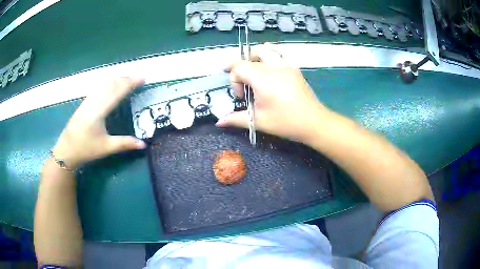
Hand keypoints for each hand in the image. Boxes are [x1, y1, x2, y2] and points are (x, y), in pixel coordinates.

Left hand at [52, 78, 145, 168]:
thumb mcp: (106, 147)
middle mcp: (93, 101)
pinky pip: (98, 88)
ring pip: (104, 84)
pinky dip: (109, 84)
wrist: (66, 151)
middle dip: (126, 79)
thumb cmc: (85, 149)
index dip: (131, 83)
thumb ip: (125, 144)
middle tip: (139, 79)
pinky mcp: (84, 103)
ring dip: (117, 80)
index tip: (143, 78)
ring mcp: (87, 101)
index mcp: (99, 110)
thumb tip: (143, 144)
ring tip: (128, 80)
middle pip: (111, 84)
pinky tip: (111, 86)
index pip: (117, 91)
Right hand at [216, 44, 327, 141]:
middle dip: (242, 67)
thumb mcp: (258, 121)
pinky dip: (269, 56)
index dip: (233, 79)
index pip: (238, 66)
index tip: (241, 96)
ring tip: (256, 73)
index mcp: (262, 78)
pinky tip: (270, 71)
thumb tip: (219, 122)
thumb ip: (236, 119)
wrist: (313, 122)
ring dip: (255, 58)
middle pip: (250, 55)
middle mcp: (273, 66)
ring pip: (265, 49)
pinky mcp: (293, 67)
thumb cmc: (286, 122)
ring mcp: (285, 65)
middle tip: (245, 83)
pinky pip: (278, 54)